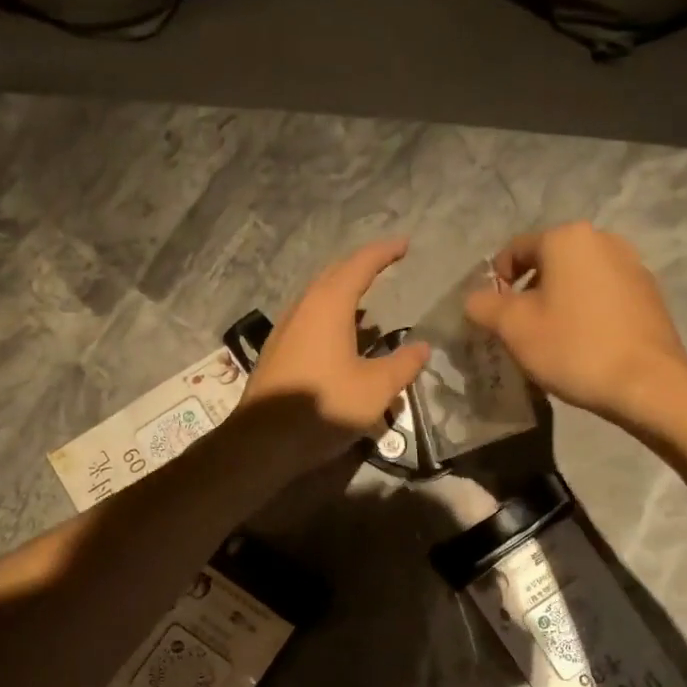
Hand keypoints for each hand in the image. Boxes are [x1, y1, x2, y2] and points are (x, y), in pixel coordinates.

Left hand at [241, 237, 430, 463]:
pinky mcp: (276, 352)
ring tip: (367, 303)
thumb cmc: (324, 407)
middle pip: (333, 275)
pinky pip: (308, 319)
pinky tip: (340, 338)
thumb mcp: (376, 389)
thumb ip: (403, 364)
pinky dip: (329, 316)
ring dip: (342, 293)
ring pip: (317, 298)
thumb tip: (423, 347)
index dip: (383, 252)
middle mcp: (303, 309)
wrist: (263, 441)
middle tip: (385, 265)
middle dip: (360, 267)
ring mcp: (284, 330)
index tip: (404, 244)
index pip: (359, 266)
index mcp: (328, 306)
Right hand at [464, 223, 686, 420]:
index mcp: (566, 238)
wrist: (647, 383)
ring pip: (576, 279)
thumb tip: (476, 298)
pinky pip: (602, 295)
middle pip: (548, 262)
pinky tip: (583, 344)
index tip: (491, 316)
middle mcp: (602, 240)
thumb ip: (484, 305)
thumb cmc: (573, 347)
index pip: (514, 250)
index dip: (494, 282)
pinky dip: (584, 311)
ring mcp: (632, 265)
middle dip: (527, 293)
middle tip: (518, 331)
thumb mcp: (513, 328)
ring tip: (551, 339)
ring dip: (556, 302)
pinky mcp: (648, 293)